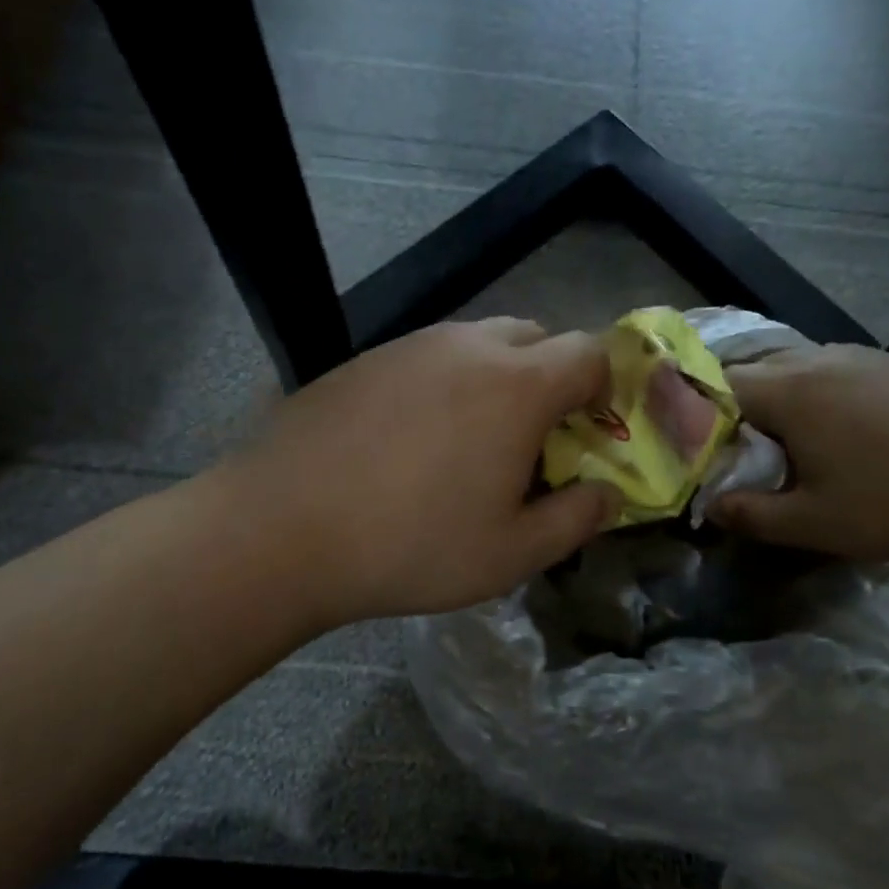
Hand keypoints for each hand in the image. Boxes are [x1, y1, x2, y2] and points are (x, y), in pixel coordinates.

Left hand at [228, 318, 619, 623]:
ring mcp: (410, 346)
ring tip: (469, 440)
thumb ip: (576, 519)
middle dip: (551, 376)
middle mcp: (467, 347)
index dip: (603, 387)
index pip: (588, 352)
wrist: (279, 530)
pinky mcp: (364, 359)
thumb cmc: (411, 545)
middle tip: (532, 437)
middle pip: (536, 335)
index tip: (588, 430)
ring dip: (496, 378)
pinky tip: (410, 439)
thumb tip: (609, 495)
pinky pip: (427, 357)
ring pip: (477, 342)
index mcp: (516, 385)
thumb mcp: (511, 553)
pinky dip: (443, 383)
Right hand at [711, 344, 888, 564]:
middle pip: (754, 369)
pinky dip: (814, 392)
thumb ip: (750, 514)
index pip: (720, 385)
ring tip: (782, 440)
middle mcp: (820, 360)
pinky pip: (833, 369)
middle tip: (734, 448)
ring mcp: (864, 357)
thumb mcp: (813, 523)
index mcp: (792, 392)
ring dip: (776, 396)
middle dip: (734, 403)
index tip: (697, 447)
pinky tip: (836, 430)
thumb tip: (710, 506)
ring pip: (795, 365)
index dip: (699, 413)